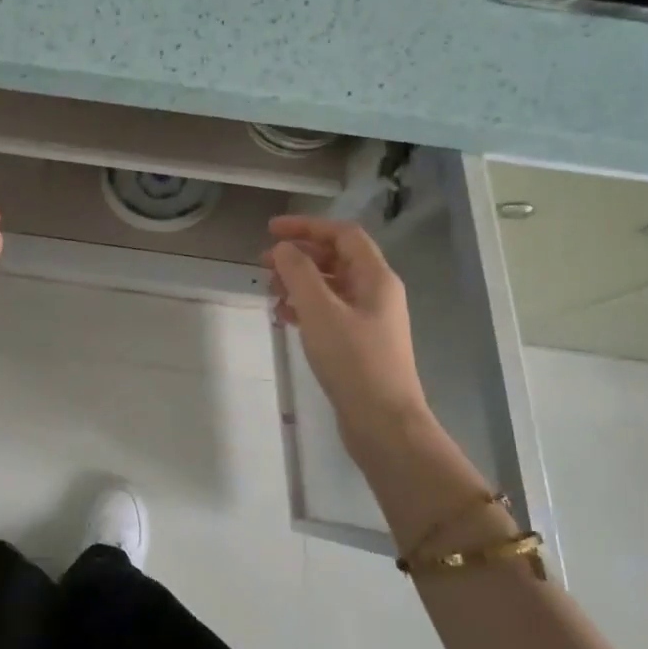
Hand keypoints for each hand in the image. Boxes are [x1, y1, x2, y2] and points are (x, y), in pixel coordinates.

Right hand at [264, 215, 430, 440]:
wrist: (383, 422)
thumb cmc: (353, 361)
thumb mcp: (320, 311)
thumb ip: (299, 273)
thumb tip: (283, 248)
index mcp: (376, 277)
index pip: (342, 234)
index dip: (307, 226)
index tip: (270, 231)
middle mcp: (377, 292)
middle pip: (336, 258)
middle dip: (299, 255)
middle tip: (264, 263)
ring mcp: (370, 319)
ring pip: (331, 286)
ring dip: (299, 282)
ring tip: (270, 292)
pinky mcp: (360, 343)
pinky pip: (330, 312)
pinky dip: (306, 308)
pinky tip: (284, 318)